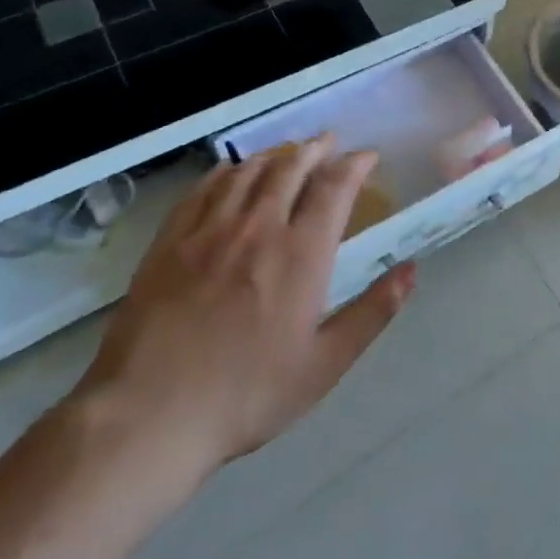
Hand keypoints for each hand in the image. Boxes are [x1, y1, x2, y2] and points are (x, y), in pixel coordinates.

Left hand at [72, 136, 414, 495]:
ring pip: (247, 172)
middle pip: (290, 168)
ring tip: (288, 151)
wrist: (148, 416)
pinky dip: (225, 172)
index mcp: (301, 254)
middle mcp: (258, 228)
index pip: (334, 188)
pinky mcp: (169, 242)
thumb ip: (372, 313)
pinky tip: (230, 171)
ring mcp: (208, 231)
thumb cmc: (247, 395)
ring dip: (274, 155)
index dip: (354, 165)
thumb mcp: (324, 364)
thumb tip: (411, 270)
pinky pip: (203, 190)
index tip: (367, 157)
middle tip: (329, 142)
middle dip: (315, 149)